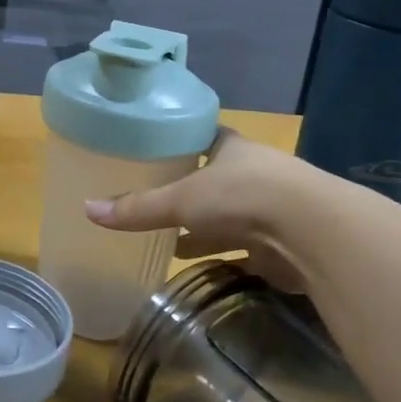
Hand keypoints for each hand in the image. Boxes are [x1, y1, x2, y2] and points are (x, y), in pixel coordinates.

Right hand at [85, 130, 313, 290]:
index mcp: (230, 148)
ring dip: (205, 227)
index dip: (181, 142)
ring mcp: (269, 209)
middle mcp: (251, 173)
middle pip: (214, 178)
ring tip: (169, 238)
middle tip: (155, 197)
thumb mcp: (182, 199)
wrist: (312, 232)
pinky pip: (241, 248)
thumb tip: (87, 209)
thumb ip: (138, 208)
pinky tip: (196, 264)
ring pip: (228, 216)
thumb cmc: (242, 196)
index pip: (202, 137)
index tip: (156, 149)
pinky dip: (220, 255)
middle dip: (189, 189)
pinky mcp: (278, 244)